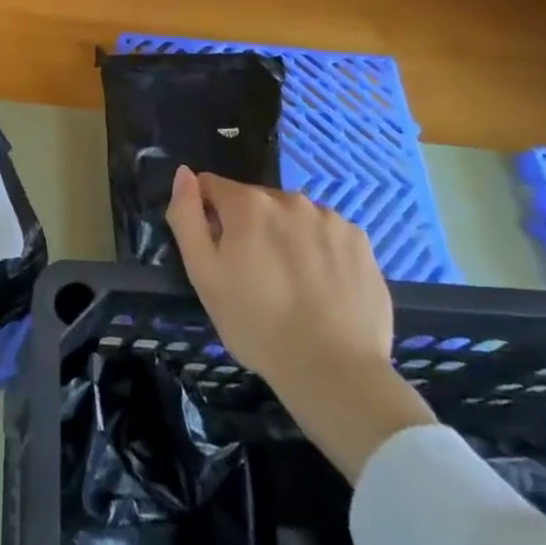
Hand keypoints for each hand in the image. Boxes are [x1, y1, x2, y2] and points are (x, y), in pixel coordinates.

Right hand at [165, 167, 435, 480]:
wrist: (333, 371)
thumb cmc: (256, 324)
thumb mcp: (202, 273)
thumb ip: (186, 215)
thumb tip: (184, 173)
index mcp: (249, 203)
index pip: (212, 186)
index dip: (207, 214)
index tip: (216, 251)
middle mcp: (291, 198)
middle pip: (255, 202)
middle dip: (248, 227)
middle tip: (252, 276)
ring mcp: (331, 218)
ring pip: (293, 217)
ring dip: (285, 236)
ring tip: (290, 284)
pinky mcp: (360, 241)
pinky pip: (326, 234)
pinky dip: (318, 250)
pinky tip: (321, 287)